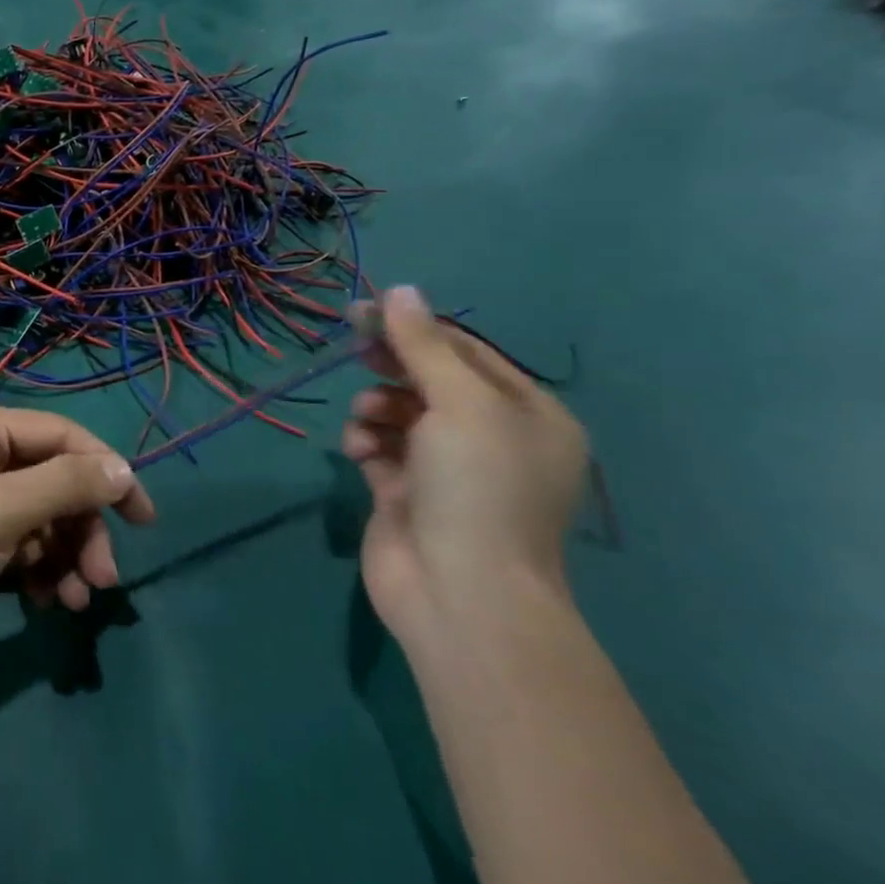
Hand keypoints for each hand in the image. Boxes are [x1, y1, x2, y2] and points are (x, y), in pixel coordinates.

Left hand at [0, 405, 156, 681]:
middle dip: (83, 528)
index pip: (59, 435)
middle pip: (56, 481)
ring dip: (69, 557)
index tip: (143, 517)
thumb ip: (66, 485)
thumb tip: (124, 469)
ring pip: (46, 519)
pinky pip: (28, 548)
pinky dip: (45, 573)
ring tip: (77, 600)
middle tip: (105, 576)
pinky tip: (49, 604)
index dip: (105, 471)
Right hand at [342, 286, 587, 642]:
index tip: (364, 310)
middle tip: (356, 350)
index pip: (466, 353)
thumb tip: (400, 289)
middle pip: (430, 381)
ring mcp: (447, 469)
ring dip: (376, 408)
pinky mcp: (407, 493)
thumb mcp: (459, 404)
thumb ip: (423, 346)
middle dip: (392, 366)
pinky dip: (366, 443)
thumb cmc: (477, 488)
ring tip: (368, 420)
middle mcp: (492, 439)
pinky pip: (380, 448)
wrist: (460, 594)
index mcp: (528, 415)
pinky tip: (361, 454)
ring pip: (399, 413)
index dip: (415, 328)